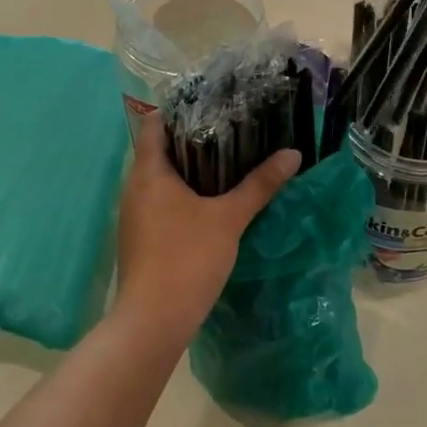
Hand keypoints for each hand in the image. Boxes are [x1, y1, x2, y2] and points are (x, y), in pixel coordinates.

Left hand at [113, 115, 299, 345]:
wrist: (154, 321)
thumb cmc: (187, 257)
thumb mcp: (229, 218)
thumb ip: (259, 185)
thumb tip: (293, 153)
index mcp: (148, 172)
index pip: (153, 124)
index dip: (178, 111)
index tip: (210, 105)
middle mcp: (133, 188)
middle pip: (158, 150)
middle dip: (190, 140)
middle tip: (229, 130)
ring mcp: (133, 215)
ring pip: (159, 179)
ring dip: (187, 170)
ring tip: (226, 162)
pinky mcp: (140, 238)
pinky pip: (159, 202)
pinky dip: (181, 195)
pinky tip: (210, 202)